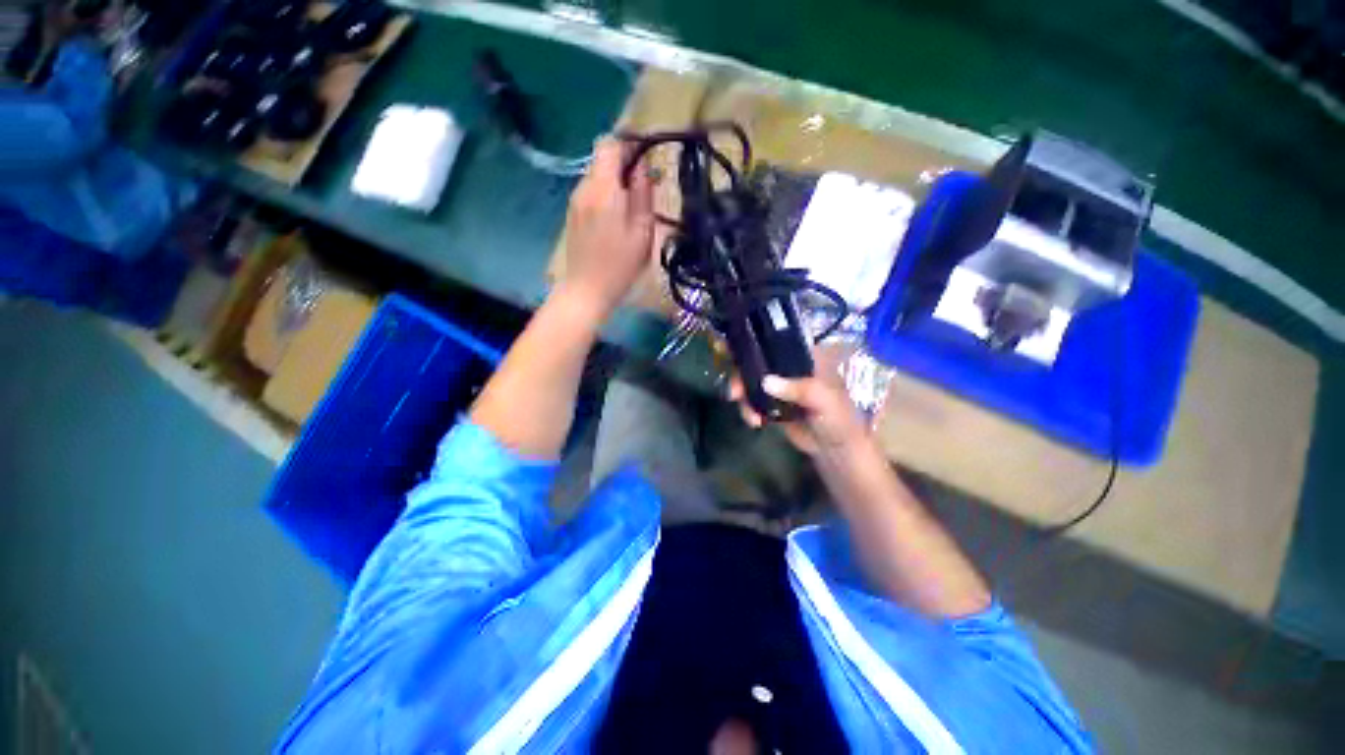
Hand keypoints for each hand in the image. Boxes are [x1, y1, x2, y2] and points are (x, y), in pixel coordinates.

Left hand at [557, 137, 654, 322]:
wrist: (586, 290)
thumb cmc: (620, 264)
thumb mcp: (642, 231)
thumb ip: (643, 194)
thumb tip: (643, 166)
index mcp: (603, 189)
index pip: (609, 144)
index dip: (628, 144)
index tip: (646, 157)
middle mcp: (585, 188)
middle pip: (602, 158)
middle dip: (624, 164)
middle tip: (645, 186)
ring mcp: (575, 201)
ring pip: (597, 175)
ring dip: (615, 180)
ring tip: (633, 205)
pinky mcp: (573, 214)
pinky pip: (591, 192)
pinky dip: (606, 194)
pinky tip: (616, 218)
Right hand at [728, 348, 870, 455]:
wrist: (836, 450)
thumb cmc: (838, 418)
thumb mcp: (823, 400)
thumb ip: (798, 389)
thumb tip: (765, 382)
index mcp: (805, 356)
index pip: (776, 340)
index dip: (753, 342)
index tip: (733, 350)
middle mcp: (789, 366)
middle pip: (756, 360)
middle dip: (741, 375)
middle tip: (734, 392)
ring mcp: (779, 385)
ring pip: (751, 381)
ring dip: (743, 396)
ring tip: (751, 417)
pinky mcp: (772, 403)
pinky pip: (752, 400)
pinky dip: (748, 409)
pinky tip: (755, 422)